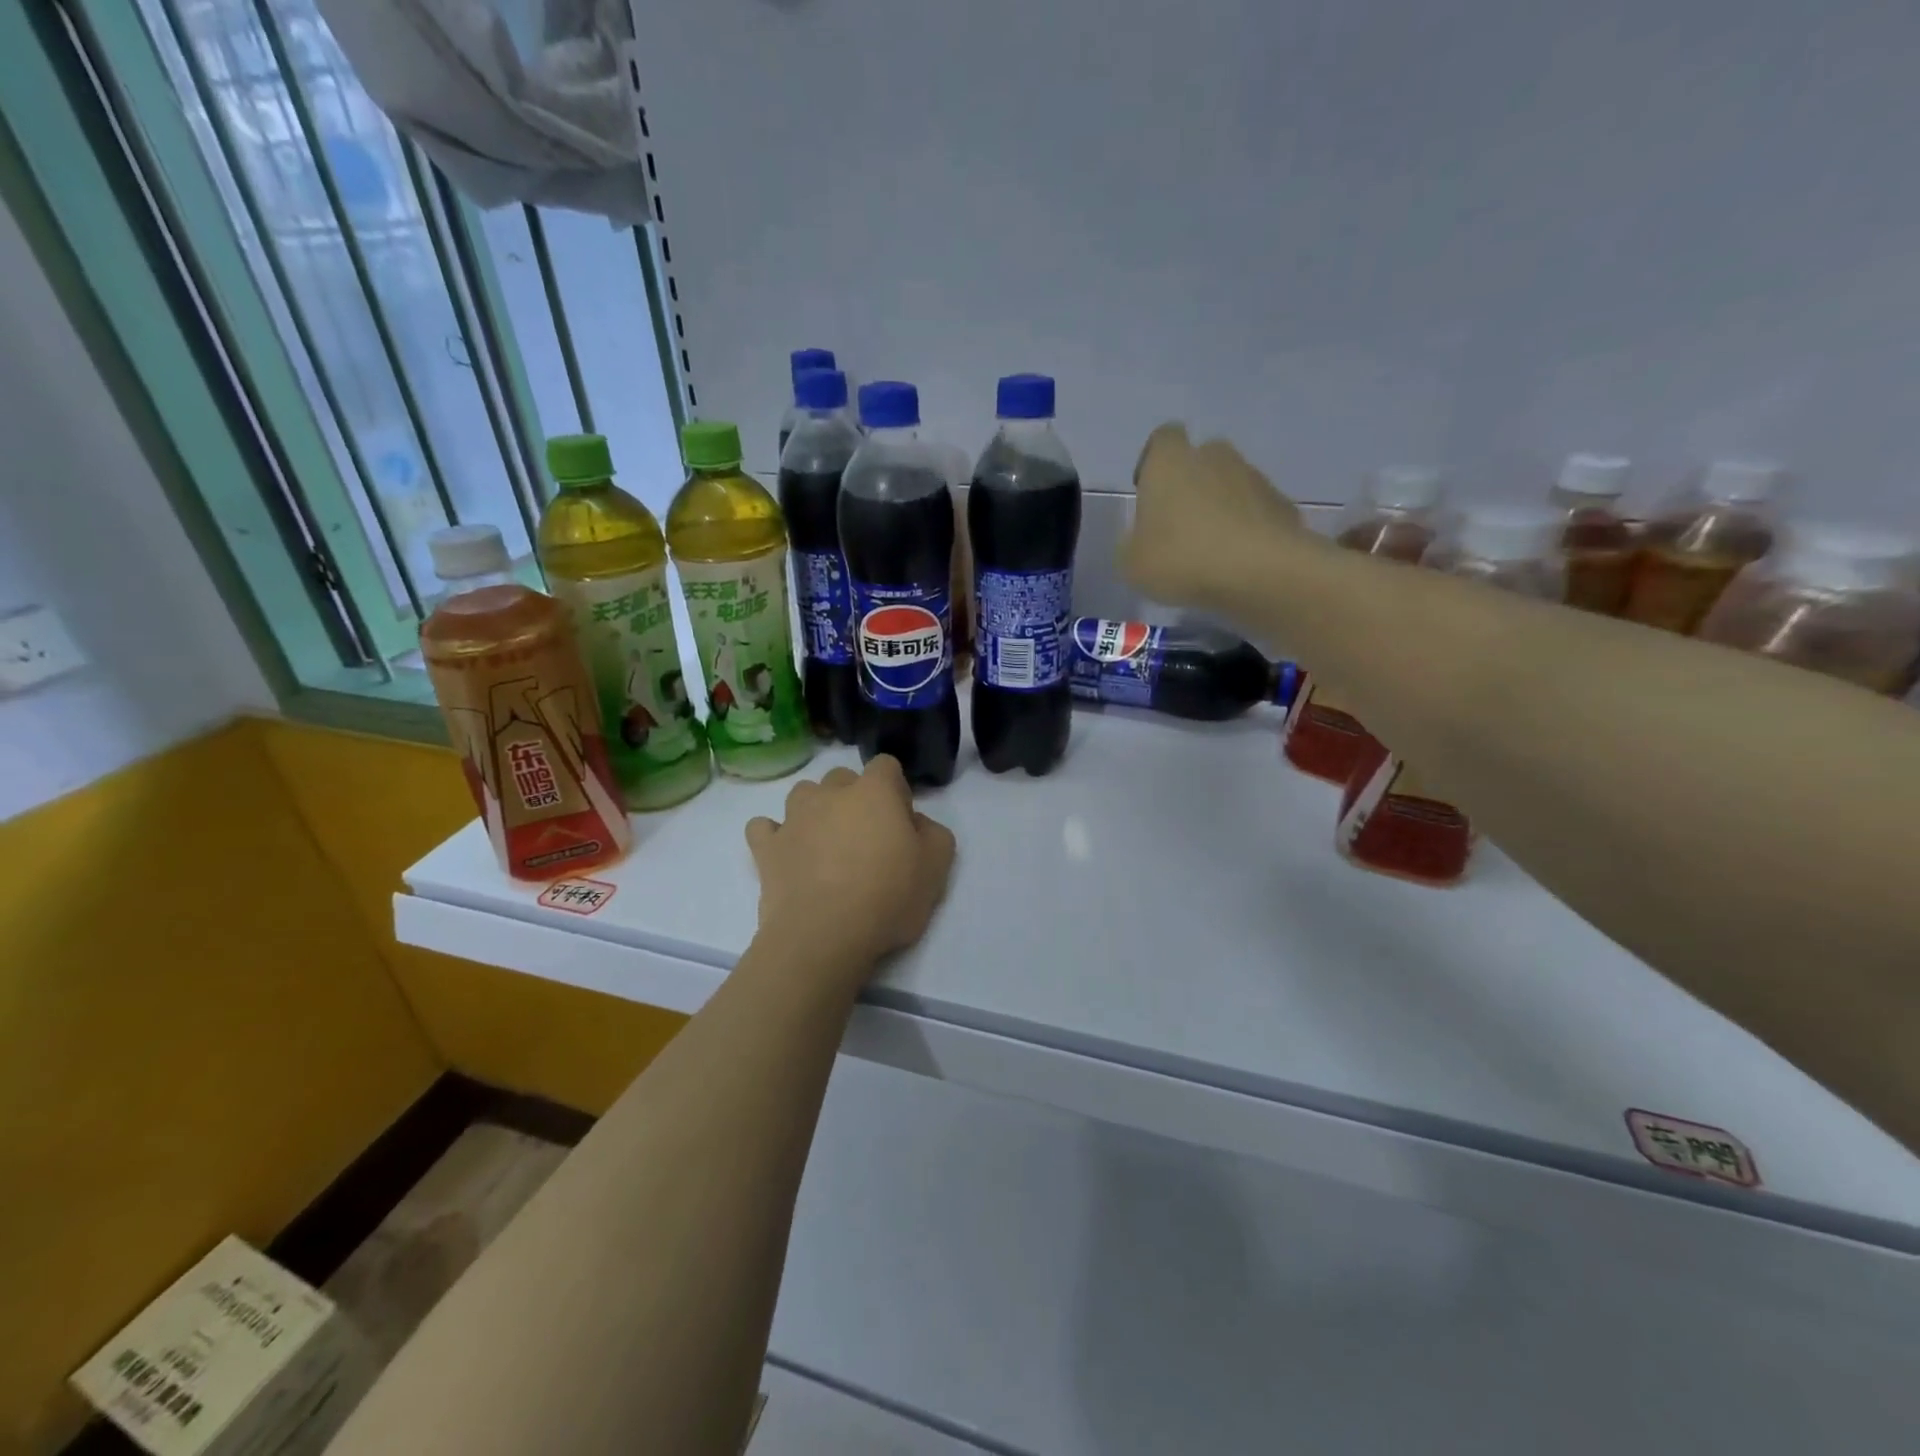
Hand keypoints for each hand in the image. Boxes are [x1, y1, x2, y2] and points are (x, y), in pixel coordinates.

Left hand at [745, 757, 956, 982]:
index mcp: (874, 791)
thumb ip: (934, 833)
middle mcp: (830, 793)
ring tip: (826, 844)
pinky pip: (764, 827)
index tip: (900, 821)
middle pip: (843, 778)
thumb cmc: (887, 897)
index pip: (886, 765)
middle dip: (854, 798)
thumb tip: (916, 823)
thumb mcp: (936, 867)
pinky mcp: (766, 848)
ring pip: (803, 795)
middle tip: (866, 837)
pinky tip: (786, 852)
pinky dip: (774, 835)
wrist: (824, 936)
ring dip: (815, 810)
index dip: (895, 789)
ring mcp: (793, 818)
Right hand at [1121, 423, 1302, 609]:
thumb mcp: (1132, 563)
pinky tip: (1238, 561)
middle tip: (1179, 525)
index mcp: (1170, 462)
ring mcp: (1254, 477)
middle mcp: (1214, 457)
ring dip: (1220, 507)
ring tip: (1210, 550)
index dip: (1153, 461)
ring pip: (1230, 485)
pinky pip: (1255, 511)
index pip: (1162, 438)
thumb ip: (1132, 544)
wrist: (1260, 571)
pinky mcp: (1282, 504)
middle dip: (1190, 484)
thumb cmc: (1182, 558)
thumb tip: (1142, 539)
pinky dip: (1246, 529)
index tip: (1148, 491)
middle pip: (1200, 460)